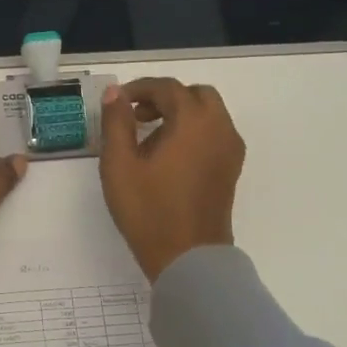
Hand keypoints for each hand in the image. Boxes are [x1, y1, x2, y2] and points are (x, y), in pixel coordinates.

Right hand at [99, 78, 245, 281]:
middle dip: (165, 98)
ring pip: (208, 113)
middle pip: (195, 95)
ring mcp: (230, 150)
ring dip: (180, 113)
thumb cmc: (149, 210)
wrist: (189, 258)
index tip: (117, 102)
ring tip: (148, 137)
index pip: (167, 88)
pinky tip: (168, 155)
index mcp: (193, 122)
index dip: (140, 89)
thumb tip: (115, 93)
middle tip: (136, 116)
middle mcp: (219, 128)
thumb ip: (116, 122)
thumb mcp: (119, 164)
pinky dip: (193, 130)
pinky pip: (214, 133)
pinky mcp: (231, 169)